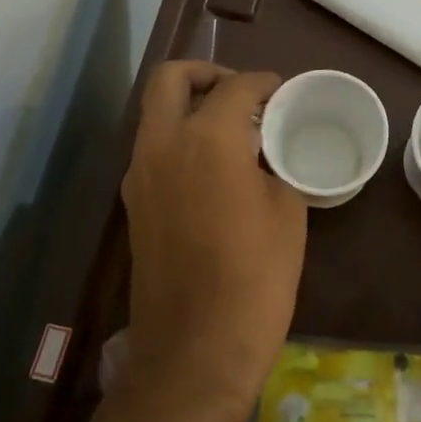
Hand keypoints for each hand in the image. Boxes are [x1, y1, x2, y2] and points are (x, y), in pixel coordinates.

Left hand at [120, 61, 305, 421]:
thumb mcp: (287, 213)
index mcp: (206, 141)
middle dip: (206, 73)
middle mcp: (160, 146)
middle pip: (170, 80)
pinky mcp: (134, 206)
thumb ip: (275, 167)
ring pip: (154, 115)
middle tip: (242, 94)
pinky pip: (154, 151)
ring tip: (234, 132)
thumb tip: (265, 155)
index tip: (283, 91)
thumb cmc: (256, 278)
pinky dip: (179, 141)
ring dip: (189, 108)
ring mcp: (139, 176)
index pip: (234, 88)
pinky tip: (215, 169)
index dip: (263, 82)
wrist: (198, 348)